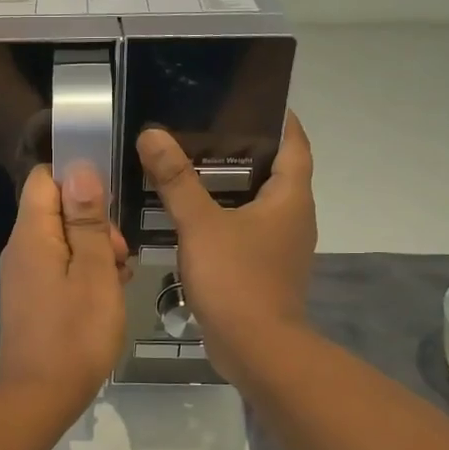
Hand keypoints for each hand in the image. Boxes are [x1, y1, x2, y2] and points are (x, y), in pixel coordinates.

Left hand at [0, 163, 129, 419]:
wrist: (41, 397)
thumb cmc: (75, 334)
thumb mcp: (94, 272)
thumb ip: (87, 220)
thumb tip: (79, 168)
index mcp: (32, 234)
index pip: (45, 178)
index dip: (79, 180)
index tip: (111, 205)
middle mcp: (20, 248)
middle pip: (56, 209)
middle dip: (94, 222)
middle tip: (121, 255)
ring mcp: (23, 274)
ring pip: (62, 240)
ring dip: (94, 250)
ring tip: (120, 278)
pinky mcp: (31, 297)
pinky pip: (58, 267)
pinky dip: (84, 272)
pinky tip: (107, 295)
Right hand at [136, 112, 315, 380]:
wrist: (256, 349)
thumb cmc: (237, 279)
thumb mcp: (200, 224)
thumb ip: (176, 180)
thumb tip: (153, 134)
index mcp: (291, 198)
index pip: (295, 143)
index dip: (279, 119)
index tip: (249, 100)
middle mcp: (294, 217)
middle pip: (275, 171)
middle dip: (244, 150)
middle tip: (202, 131)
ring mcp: (281, 247)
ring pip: (258, 203)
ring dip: (231, 186)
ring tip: (190, 168)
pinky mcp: (264, 270)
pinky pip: (246, 230)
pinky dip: (225, 217)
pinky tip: (192, 217)